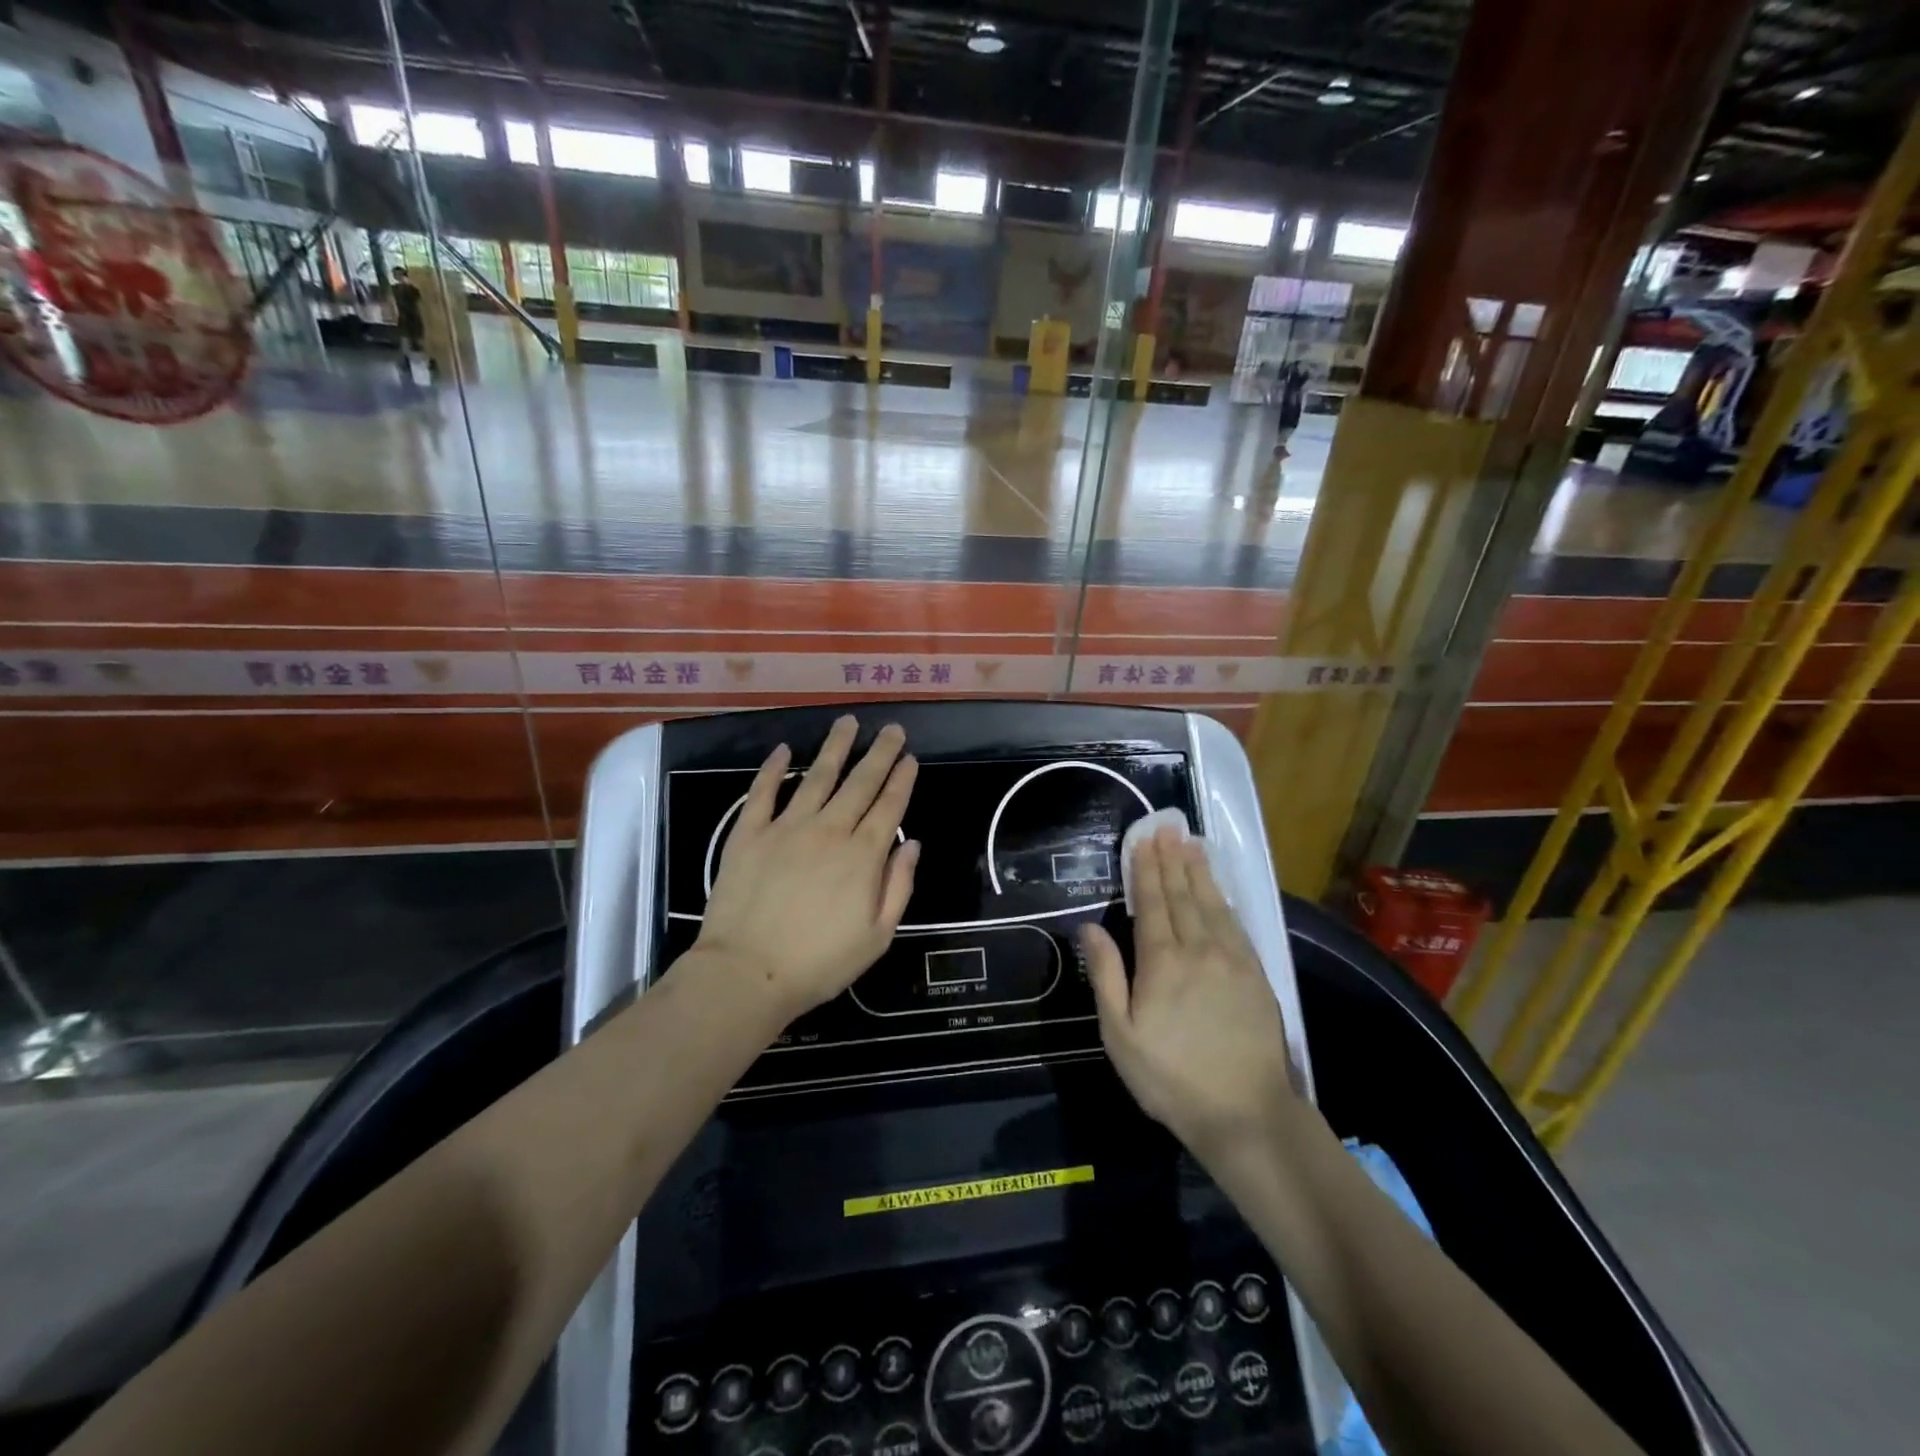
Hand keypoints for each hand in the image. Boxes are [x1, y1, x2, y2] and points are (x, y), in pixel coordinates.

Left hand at [695, 717, 919, 1026]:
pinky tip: (782, 749)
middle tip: (892, 728)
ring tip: (847, 722)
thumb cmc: (819, 963)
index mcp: (863, 856)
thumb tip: (911, 844)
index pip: (889, 807)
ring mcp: (787, 827)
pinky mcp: (749, 833)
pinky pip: (763, 792)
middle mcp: (829, 830)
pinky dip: (772, 768)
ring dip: (835, 747)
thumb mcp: (877, 936)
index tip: (910, 757)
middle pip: (860, 783)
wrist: (748, 973)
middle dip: (879, 753)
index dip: (902, 779)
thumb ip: (898, 886)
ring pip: (816, 776)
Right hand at [1082, 828, 1296, 1160]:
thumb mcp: (1119, 1034)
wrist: (1245, 1113)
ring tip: (1191, 843)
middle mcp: (1198, 949)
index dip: (1147, 870)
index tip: (1144, 840)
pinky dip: (1224, 900)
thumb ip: (1105, 976)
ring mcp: (1232, 960)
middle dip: (1172, 860)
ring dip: (1199, 871)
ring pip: (1211, 904)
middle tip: (1167, 828)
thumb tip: (1089, 928)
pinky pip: (1236, 925)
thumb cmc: (1170, 1077)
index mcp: (1161, 962)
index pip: (1152, 904)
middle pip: (1182, 895)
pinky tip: (1219, 889)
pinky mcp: (1256, 975)